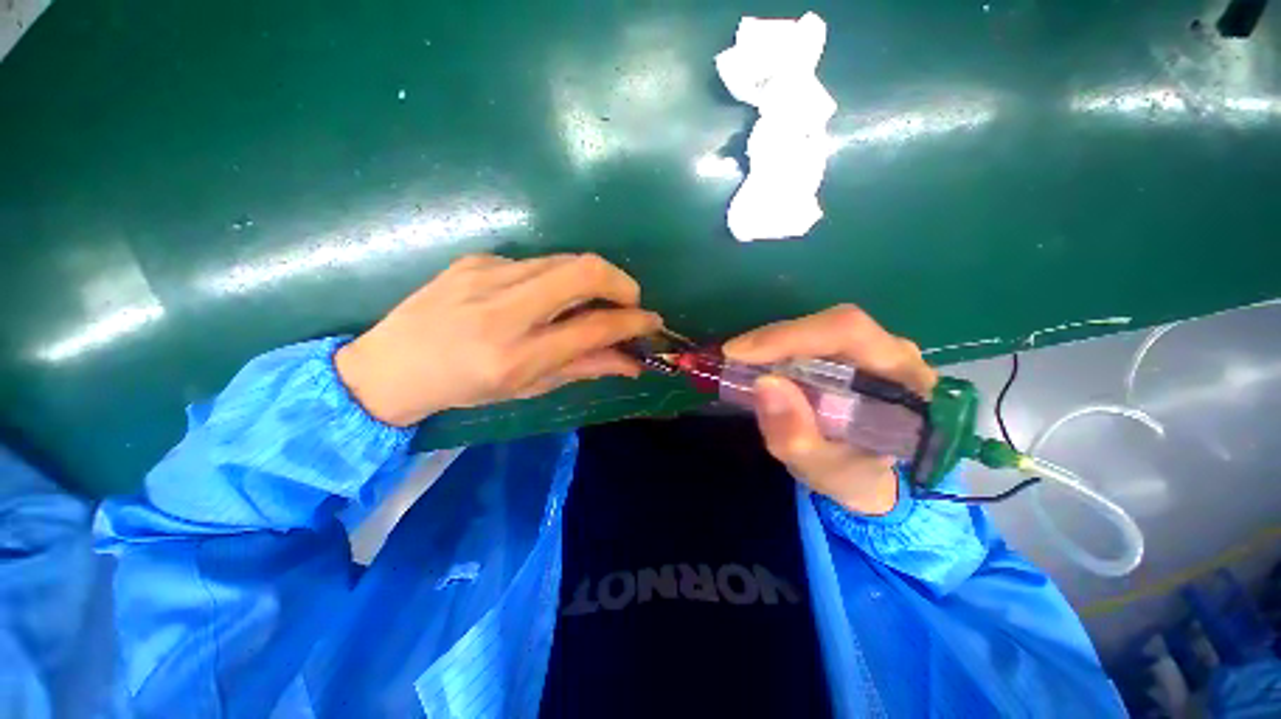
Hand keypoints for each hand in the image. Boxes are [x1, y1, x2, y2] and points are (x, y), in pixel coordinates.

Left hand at [335, 254, 661, 426]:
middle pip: (585, 272)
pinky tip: (545, 297)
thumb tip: (631, 362)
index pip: (594, 328)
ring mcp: (487, 275)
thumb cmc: (464, 388)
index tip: (652, 322)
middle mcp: (504, 309)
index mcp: (516, 356)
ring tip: (595, 301)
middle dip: (622, 283)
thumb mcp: (527, 388)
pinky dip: (558, 278)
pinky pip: (537, 262)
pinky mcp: (477, 259)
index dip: (633, 323)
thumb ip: (584, 368)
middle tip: (630, 302)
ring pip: (565, 260)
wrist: (390, 365)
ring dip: (594, 278)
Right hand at [723, 305, 936, 515]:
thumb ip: (797, 436)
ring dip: (774, 344)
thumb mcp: (823, 471)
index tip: (739, 353)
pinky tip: (759, 364)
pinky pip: (811, 339)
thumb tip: (763, 383)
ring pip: (818, 328)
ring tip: (743, 363)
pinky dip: (779, 349)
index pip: (848, 333)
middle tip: (734, 357)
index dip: (790, 337)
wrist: (870, 477)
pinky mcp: (851, 353)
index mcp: (905, 381)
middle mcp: (894, 353)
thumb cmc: (854, 476)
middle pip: (832, 325)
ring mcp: (873, 349)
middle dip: (776, 339)